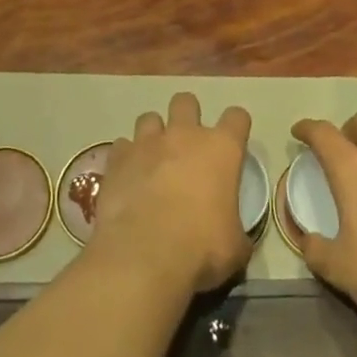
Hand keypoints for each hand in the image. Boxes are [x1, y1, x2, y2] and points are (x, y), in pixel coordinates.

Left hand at [91, 92, 252, 296]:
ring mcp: (147, 143)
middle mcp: (184, 135)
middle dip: (187, 116)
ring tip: (153, 159)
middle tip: (187, 145)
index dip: (236, 127)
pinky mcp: (118, 158)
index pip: (237, 117)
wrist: (144, 255)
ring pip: (149, 117)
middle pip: (186, 101)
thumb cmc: (201, 248)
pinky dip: (126, 157)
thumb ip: (238, 233)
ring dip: (153, 134)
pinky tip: (128, 177)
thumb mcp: (235, 248)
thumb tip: (236, 239)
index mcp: (221, 149)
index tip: (234, 144)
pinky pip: (122, 145)